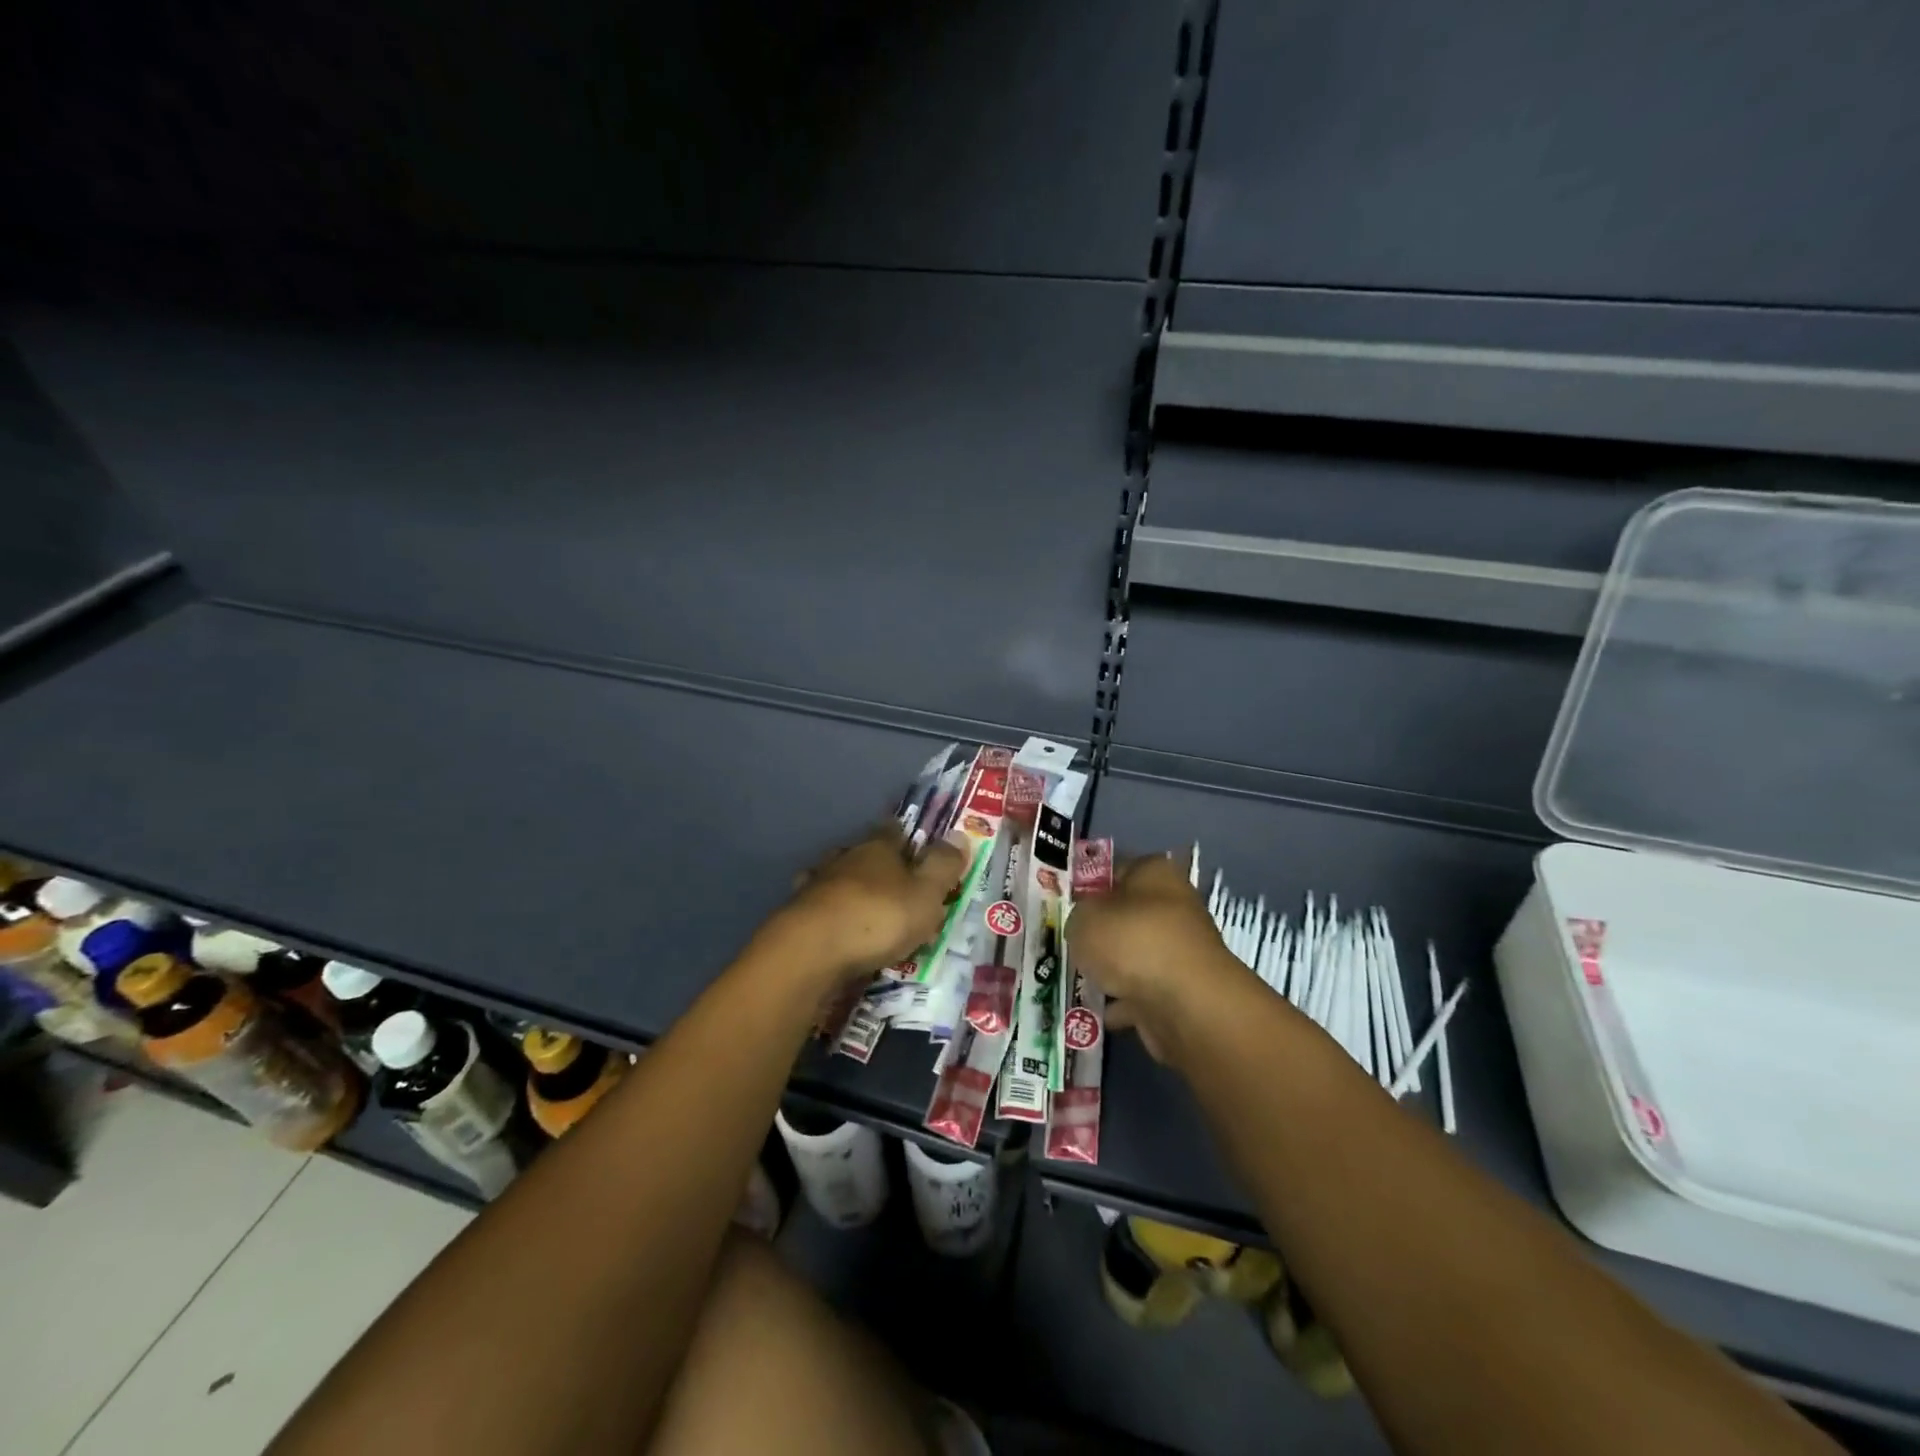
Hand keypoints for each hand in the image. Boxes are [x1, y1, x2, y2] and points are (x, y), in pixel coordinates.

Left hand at [767, 825, 967, 988]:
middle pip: (863, 854)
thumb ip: (943, 866)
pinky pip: (821, 910)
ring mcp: (816, 886)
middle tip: (896, 884)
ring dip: (850, 891)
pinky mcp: (796, 916)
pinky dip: (831, 916)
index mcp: (877, 847)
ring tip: (866, 911)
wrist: (810, 952)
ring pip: (837, 879)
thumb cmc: (878, 917)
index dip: (907, 837)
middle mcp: (844, 858)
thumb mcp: (926, 894)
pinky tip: (838, 931)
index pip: (893, 830)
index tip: (917, 846)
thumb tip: (960, 834)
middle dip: (877, 865)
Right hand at [1068, 853, 1259, 1066]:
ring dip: (1110, 969)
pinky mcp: (1182, 990)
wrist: (1185, 1005)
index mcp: (1154, 873)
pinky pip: (1142, 991)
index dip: (1088, 886)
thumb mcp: (1084, 917)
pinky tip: (1097, 1010)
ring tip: (1077, 980)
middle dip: (1099, 932)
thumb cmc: (1131, 941)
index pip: (1116, 870)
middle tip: (1068, 944)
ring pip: (1134, 955)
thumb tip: (1086, 924)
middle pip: (1126, 915)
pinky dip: (1122, 1001)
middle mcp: (1173, 906)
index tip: (1065, 906)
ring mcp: (1180, 950)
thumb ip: (1078, 915)